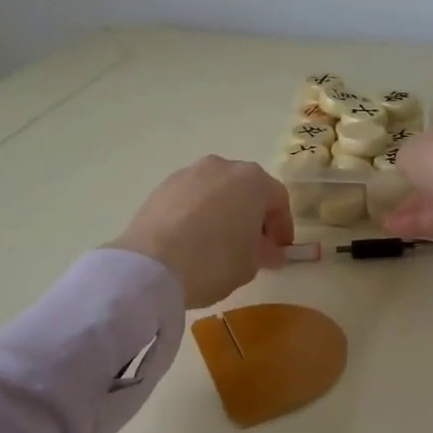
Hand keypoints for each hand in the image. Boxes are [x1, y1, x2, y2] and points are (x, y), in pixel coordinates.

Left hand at [107, 156, 295, 307]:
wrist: (150, 265)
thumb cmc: (213, 261)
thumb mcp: (250, 265)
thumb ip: (265, 252)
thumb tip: (269, 250)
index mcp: (253, 181)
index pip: (278, 200)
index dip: (282, 226)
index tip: (280, 250)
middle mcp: (223, 167)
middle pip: (247, 189)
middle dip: (253, 215)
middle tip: (251, 245)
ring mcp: (190, 173)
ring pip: (217, 190)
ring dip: (224, 210)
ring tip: (218, 241)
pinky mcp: (163, 186)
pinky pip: (191, 197)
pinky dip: (197, 212)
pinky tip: (191, 238)